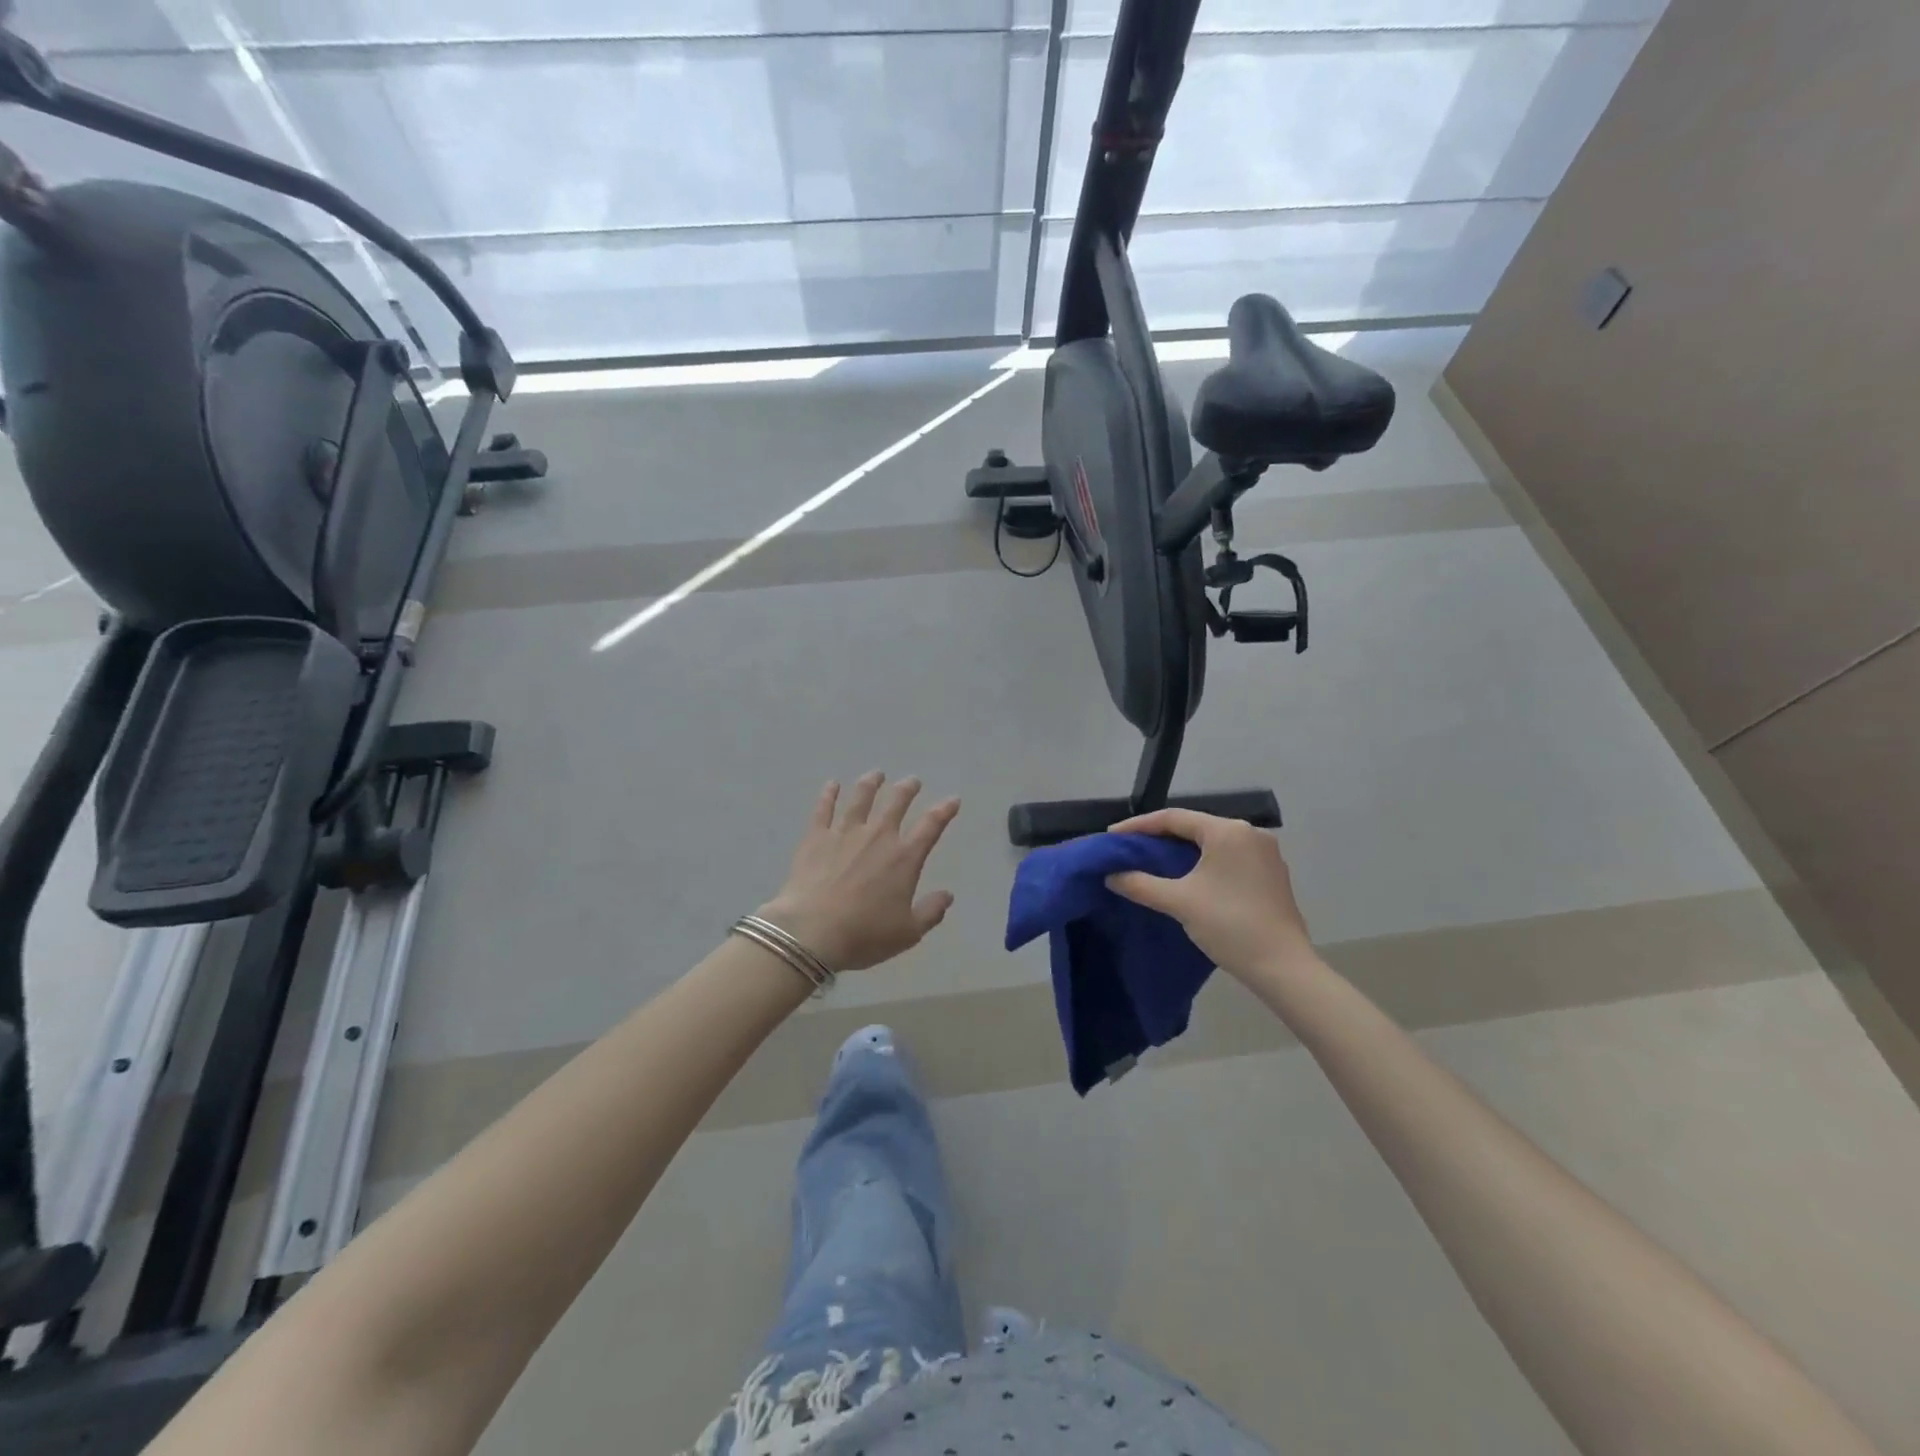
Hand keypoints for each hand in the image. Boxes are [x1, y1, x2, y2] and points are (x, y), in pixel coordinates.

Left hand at [759, 772, 961, 971]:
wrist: (811, 932)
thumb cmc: (863, 934)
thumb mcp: (907, 933)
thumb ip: (930, 912)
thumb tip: (947, 895)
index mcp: (904, 858)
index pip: (931, 826)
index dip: (944, 811)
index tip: (953, 800)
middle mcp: (878, 837)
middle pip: (896, 803)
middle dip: (907, 789)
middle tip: (912, 781)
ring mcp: (845, 832)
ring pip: (861, 798)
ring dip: (871, 784)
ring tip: (876, 774)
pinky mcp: (816, 837)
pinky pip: (824, 808)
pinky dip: (829, 794)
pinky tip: (832, 784)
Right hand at [1106, 808, 1315, 977]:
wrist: (1283, 967)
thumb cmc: (1230, 926)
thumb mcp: (1179, 902)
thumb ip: (1141, 884)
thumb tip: (1111, 876)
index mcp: (1227, 831)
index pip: (1174, 818)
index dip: (1139, 825)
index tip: (1113, 835)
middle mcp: (1249, 833)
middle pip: (1194, 827)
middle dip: (1160, 837)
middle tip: (1130, 848)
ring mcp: (1265, 853)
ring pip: (1212, 842)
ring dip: (1182, 850)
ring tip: (1153, 861)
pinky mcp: (1272, 873)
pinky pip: (1229, 857)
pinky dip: (1204, 862)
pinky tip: (1188, 876)